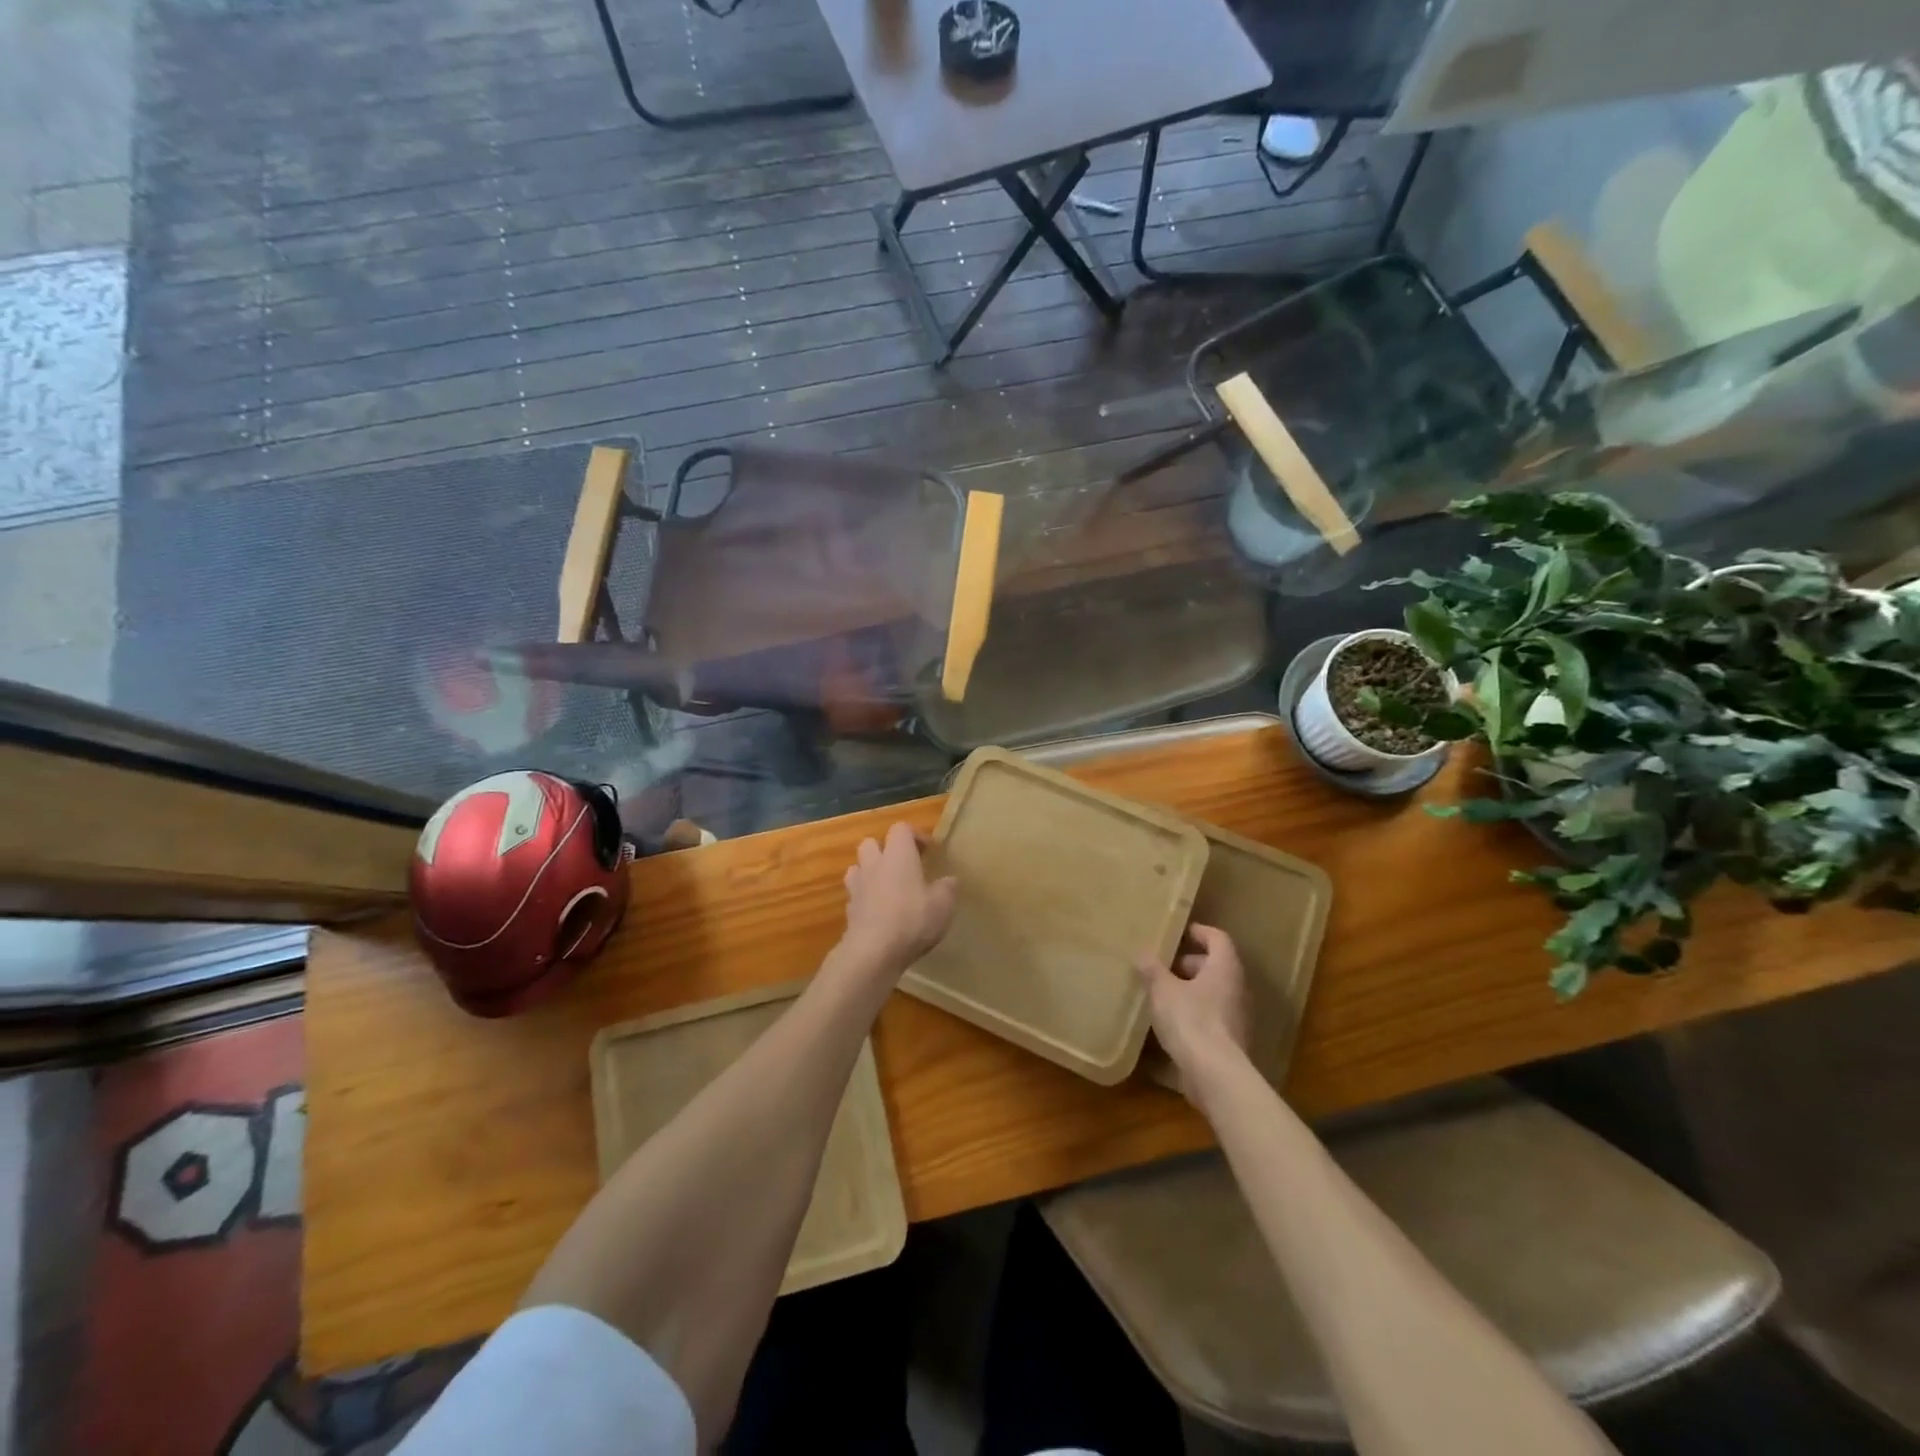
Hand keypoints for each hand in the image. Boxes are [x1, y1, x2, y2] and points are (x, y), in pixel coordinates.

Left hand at [840, 822, 957, 977]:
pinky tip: (879, 913)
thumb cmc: (912, 919)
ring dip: (870, 872)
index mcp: (898, 855)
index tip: (928, 851)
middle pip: (871, 843)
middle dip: (885, 850)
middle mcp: (874, 864)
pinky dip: (865, 899)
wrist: (873, 951)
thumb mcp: (943, 904)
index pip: (901, 829)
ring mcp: (857, 887)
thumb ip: (947, 888)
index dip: (915, 836)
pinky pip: (855, 895)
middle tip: (903, 866)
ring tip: (887, 887)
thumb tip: (949, 880)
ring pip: (858, 867)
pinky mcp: (848, 910)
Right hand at [1137, 924, 1250, 1093]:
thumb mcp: (1163, 990)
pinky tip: (1170, 1022)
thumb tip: (1142, 952)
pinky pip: (1211, 1015)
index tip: (1178, 933)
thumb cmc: (1191, 1020)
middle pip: (1215, 965)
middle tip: (1162, 966)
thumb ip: (1152, 969)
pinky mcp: (1230, 1040)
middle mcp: (1236, 988)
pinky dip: (1194, 1012)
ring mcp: (1236, 1015)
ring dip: (1190, 989)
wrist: (1215, 1075)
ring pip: (1213, 991)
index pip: (1218, 938)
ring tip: (1161, 993)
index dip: (1198, 932)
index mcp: (1224, 968)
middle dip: (1189, 963)